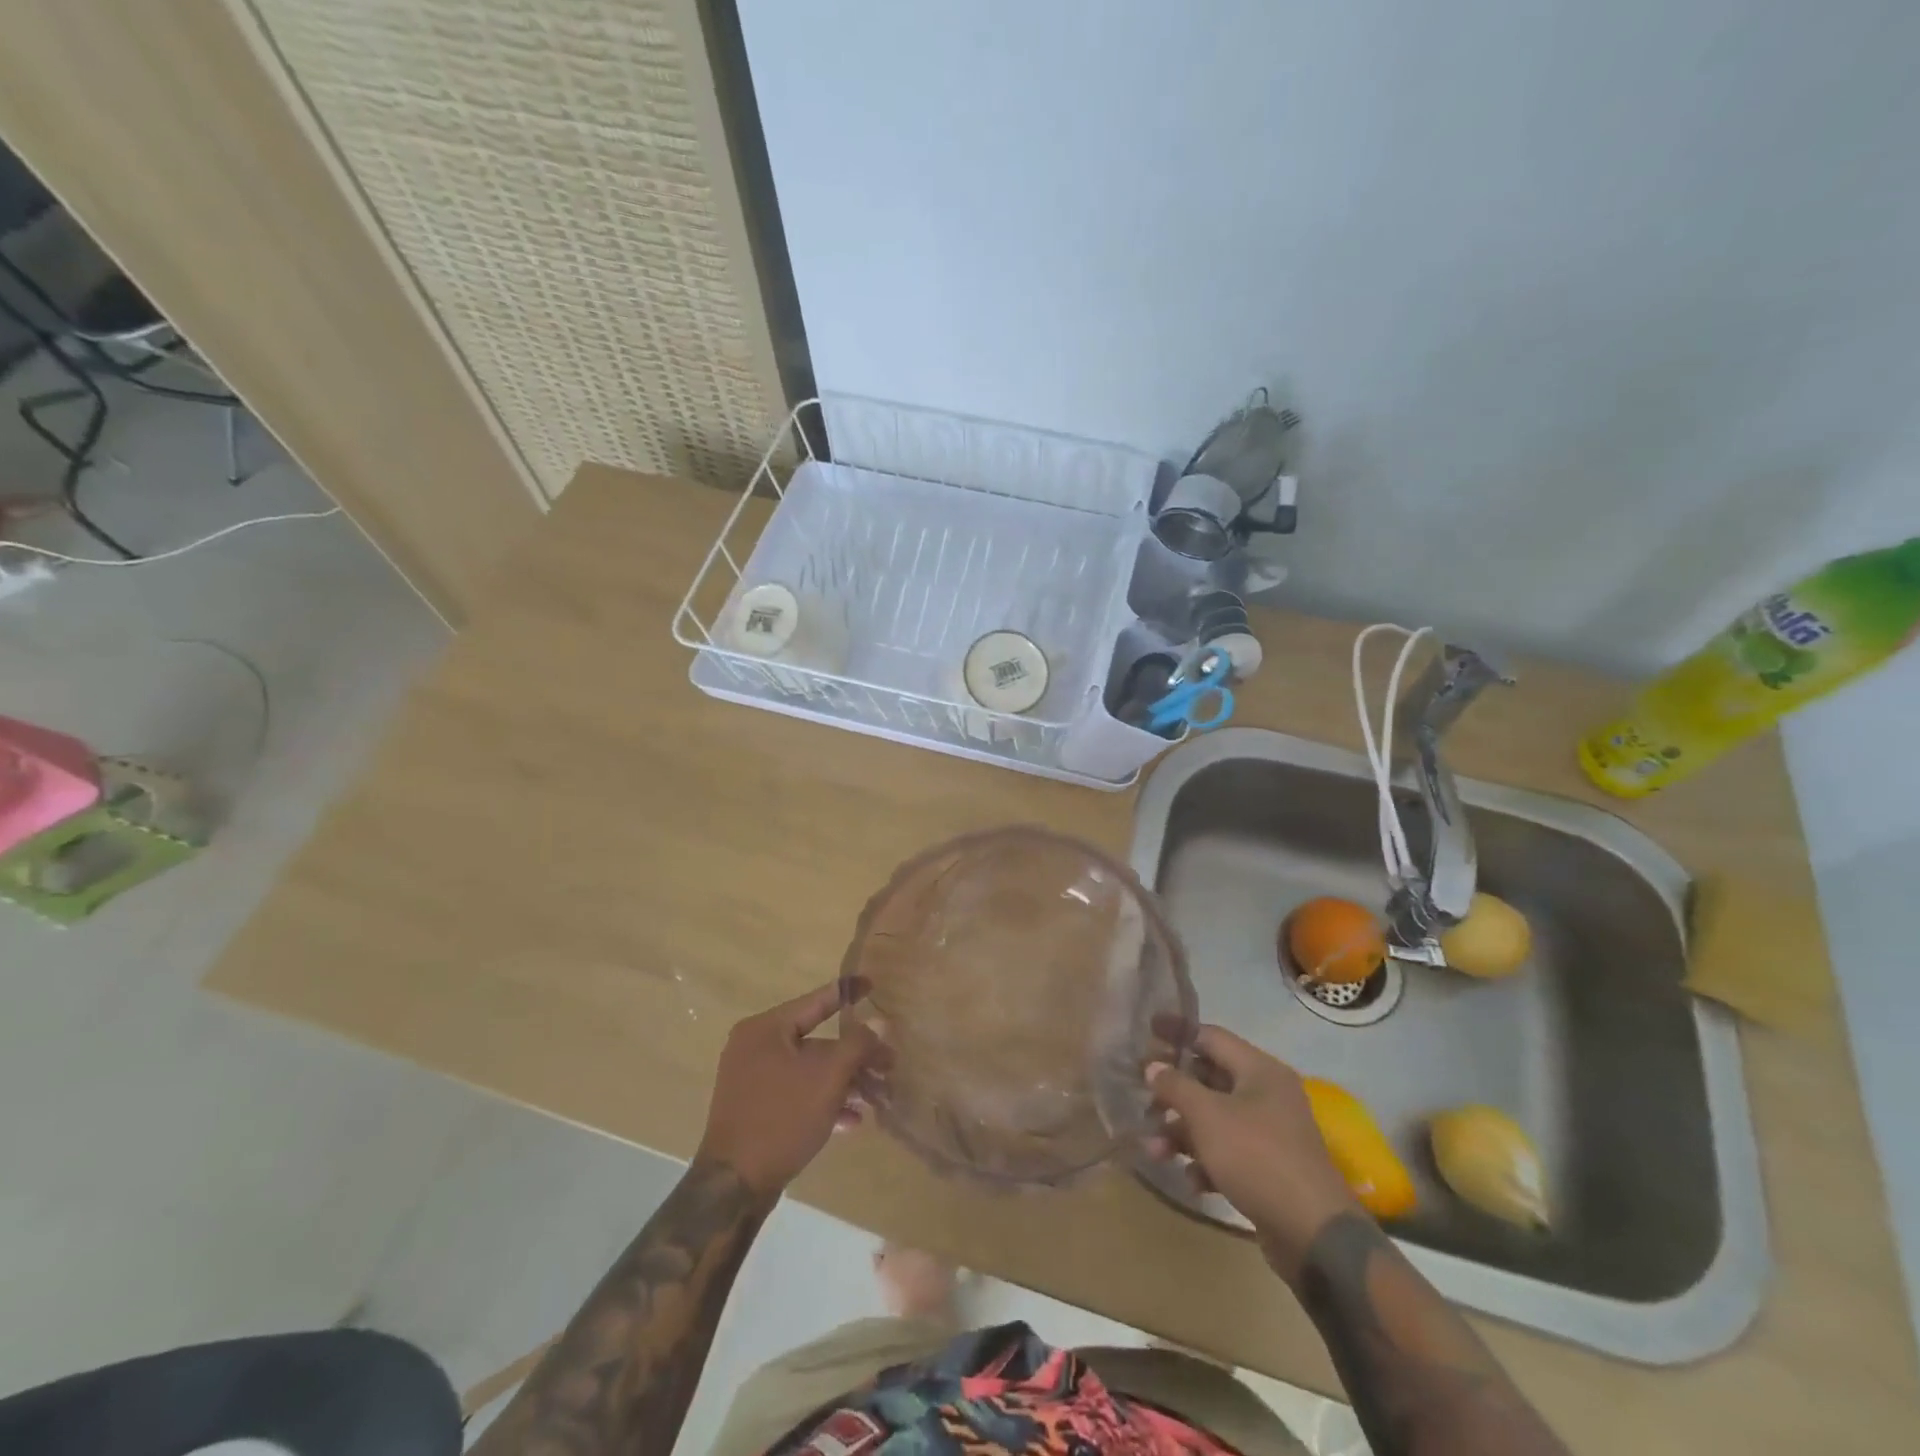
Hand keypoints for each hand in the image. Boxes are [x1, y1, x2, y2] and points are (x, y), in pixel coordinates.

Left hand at [697, 979, 884, 1200]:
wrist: (734, 1187)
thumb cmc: (782, 1118)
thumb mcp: (828, 1077)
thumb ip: (858, 1044)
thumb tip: (880, 1023)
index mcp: (765, 1029)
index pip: (815, 1001)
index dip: (846, 993)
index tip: (871, 984)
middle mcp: (754, 1047)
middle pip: (816, 1041)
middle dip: (855, 1055)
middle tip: (888, 1064)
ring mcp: (752, 1080)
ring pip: (809, 1070)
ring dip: (844, 1081)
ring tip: (877, 1097)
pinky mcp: (754, 1109)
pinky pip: (796, 1093)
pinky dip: (823, 1101)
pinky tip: (851, 1120)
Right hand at [1147, 1026, 1359, 1271]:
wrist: (1314, 1235)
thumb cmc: (1257, 1158)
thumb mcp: (1208, 1116)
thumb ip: (1176, 1086)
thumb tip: (1153, 1066)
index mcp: (1259, 1070)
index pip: (1210, 1036)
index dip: (1176, 1033)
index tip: (1145, 1031)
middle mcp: (1267, 1095)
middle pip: (1209, 1079)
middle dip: (1173, 1092)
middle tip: (1142, 1099)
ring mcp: (1270, 1133)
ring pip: (1214, 1119)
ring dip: (1182, 1132)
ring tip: (1154, 1150)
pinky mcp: (1268, 1168)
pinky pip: (1228, 1152)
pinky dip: (1206, 1160)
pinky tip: (1192, 1180)